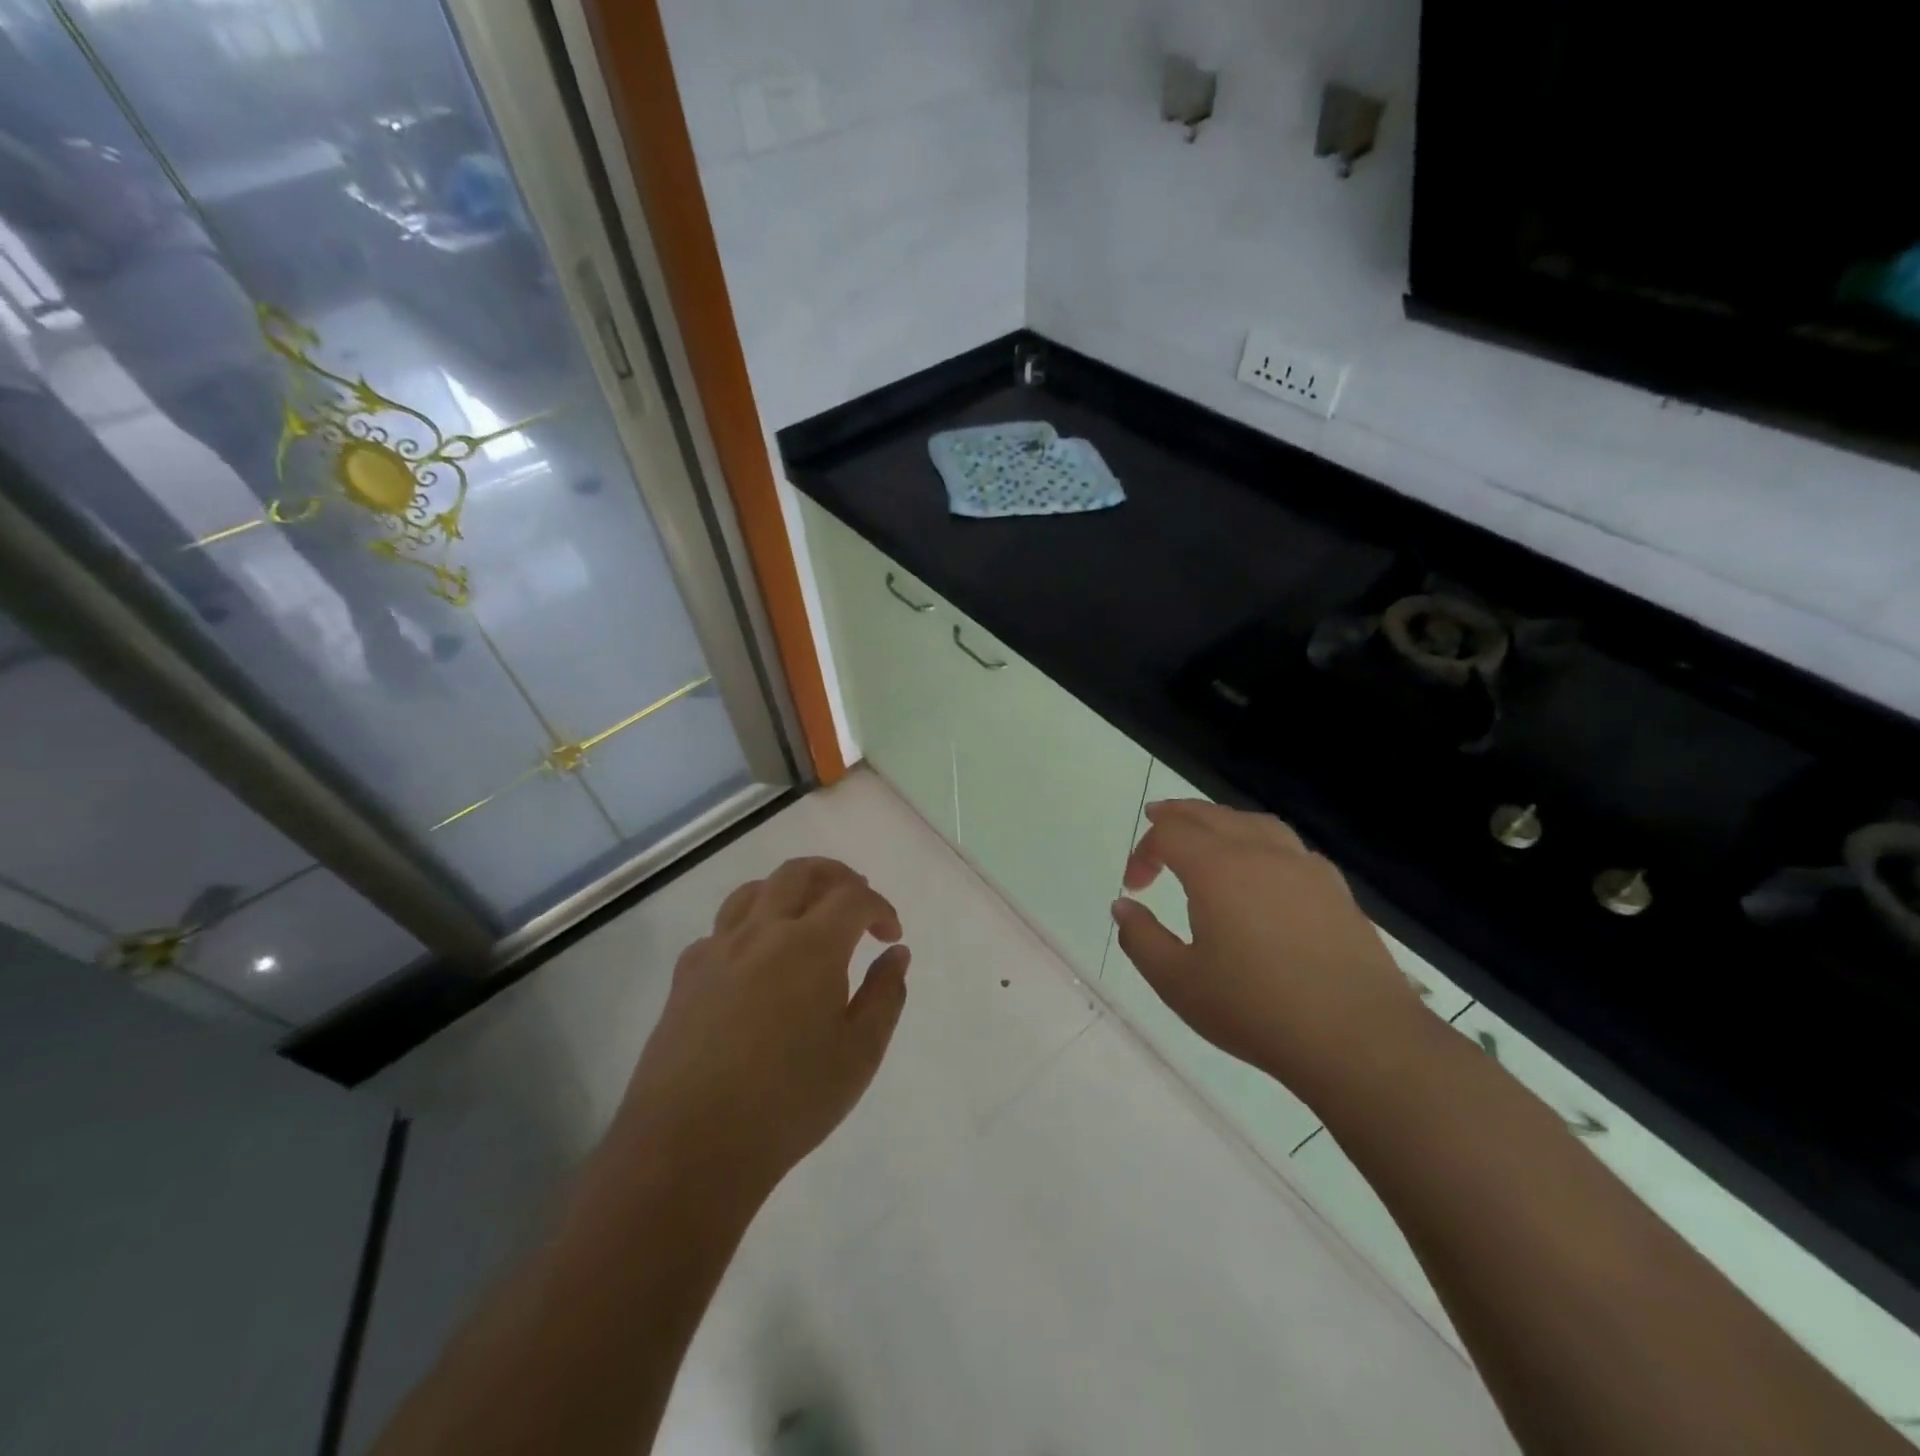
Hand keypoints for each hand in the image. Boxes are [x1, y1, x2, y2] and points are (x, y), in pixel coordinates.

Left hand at [612, 858, 909, 1201]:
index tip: (890, 936)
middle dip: (836, 877)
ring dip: (789, 891)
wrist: (691, 1147)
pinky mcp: (686, 975)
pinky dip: (750, 927)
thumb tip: (896, 954)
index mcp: (811, 945)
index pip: (853, 897)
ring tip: (806, 918)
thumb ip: (885, 995)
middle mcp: (762, 932)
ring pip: (755, 890)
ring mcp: (718, 950)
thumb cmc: (789, 1102)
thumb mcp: (860, 1054)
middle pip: (800, 872)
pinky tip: (756, 962)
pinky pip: (721, 929)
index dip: (880, 907)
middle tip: (856, 904)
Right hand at [1111, 801, 1424, 1104]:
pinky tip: (1262, 870)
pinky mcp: (1336, 889)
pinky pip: (1288, 846)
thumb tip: (1123, 906)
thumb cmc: (1256, 1009)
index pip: (1170, 834)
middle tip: (1156, 821)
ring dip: (1220, 822)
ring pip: (1253, 822)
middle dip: (1177, 817)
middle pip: (1211, 815)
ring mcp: (1304, 867)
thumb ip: (1141, 939)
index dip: (1144, 851)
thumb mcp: (1178, 982)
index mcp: (1217, 868)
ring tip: (1207, 835)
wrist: (1358, 1038)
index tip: (1135, 887)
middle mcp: (1260, 852)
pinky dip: (1260, 842)